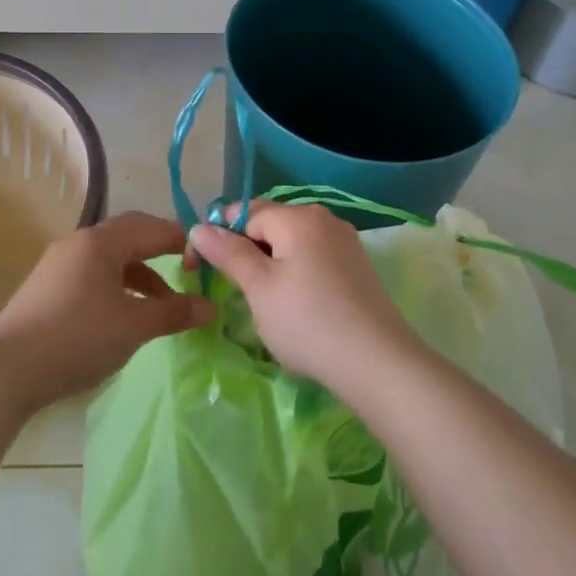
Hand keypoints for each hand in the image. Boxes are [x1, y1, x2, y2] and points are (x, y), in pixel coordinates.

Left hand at [0, 211, 212, 413]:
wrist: (6, 369)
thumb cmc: (77, 337)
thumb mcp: (133, 326)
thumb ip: (174, 313)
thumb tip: (212, 307)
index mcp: (101, 242)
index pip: (152, 228)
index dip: (184, 242)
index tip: (209, 262)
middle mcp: (79, 243)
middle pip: (130, 236)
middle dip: (162, 252)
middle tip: (189, 273)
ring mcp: (60, 264)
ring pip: (111, 258)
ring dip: (141, 275)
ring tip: (163, 305)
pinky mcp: (49, 287)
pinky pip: (94, 274)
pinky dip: (118, 286)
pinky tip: (126, 313)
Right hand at [187, 202, 418, 395]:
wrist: (377, 363)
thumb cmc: (307, 321)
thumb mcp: (258, 287)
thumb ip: (228, 253)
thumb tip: (198, 227)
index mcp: (298, 216)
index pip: (244, 212)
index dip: (219, 236)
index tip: (202, 269)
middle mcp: (324, 219)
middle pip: (270, 224)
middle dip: (246, 250)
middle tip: (236, 290)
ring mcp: (345, 242)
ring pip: (292, 243)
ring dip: (270, 264)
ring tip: (265, 302)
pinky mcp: (357, 267)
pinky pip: (313, 258)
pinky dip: (296, 274)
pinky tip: (296, 306)